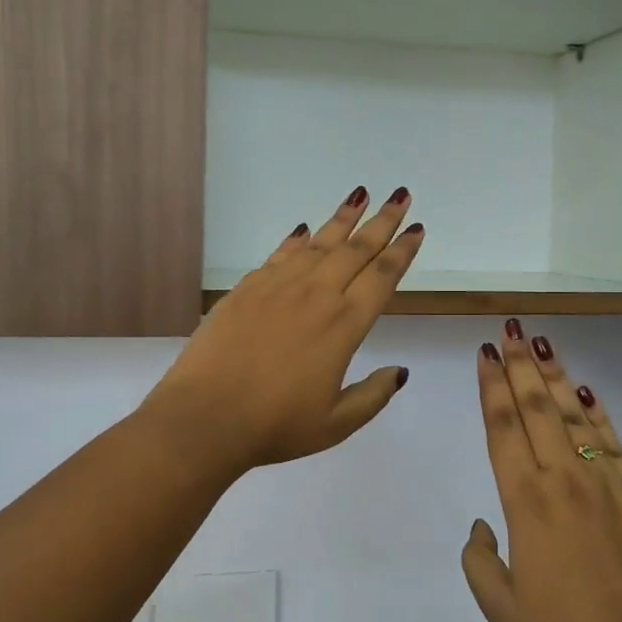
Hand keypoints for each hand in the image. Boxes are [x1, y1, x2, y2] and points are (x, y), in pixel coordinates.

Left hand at [141, 187, 423, 474]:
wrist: (205, 417)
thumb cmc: (275, 426)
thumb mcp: (336, 424)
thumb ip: (373, 395)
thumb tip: (399, 371)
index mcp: (344, 325)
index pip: (382, 277)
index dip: (402, 251)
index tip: (416, 228)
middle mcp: (316, 295)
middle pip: (356, 249)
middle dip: (382, 220)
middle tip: (400, 195)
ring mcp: (278, 287)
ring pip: (319, 243)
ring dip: (343, 218)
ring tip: (360, 195)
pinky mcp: (247, 289)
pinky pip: (280, 254)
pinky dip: (297, 239)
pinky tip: (305, 230)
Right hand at [462, 321, 621, 621]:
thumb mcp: (501, 608)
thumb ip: (479, 560)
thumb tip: (484, 525)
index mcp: (525, 501)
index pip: (502, 427)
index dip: (491, 386)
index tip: (486, 354)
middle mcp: (562, 477)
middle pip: (536, 407)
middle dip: (519, 364)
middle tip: (510, 328)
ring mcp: (604, 480)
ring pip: (574, 413)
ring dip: (554, 375)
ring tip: (542, 342)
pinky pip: (611, 439)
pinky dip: (597, 410)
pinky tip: (586, 390)